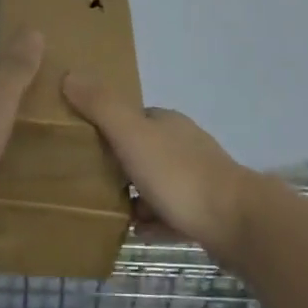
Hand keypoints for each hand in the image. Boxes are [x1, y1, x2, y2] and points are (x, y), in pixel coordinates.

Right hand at [61, 73, 257, 259]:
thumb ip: (101, 107)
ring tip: (108, 211)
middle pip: (143, 150)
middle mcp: (184, 144)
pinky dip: (154, 221)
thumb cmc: (179, 175)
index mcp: (167, 123)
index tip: (82, 145)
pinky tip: (138, 233)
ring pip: (157, 183)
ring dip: (136, 196)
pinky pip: (171, 214)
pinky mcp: (207, 212)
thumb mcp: (132, 136)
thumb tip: (69, 74)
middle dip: (119, 164)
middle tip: (89, 182)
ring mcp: (199, 179)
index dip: (107, 128)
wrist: (237, 222)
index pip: (131, 118)